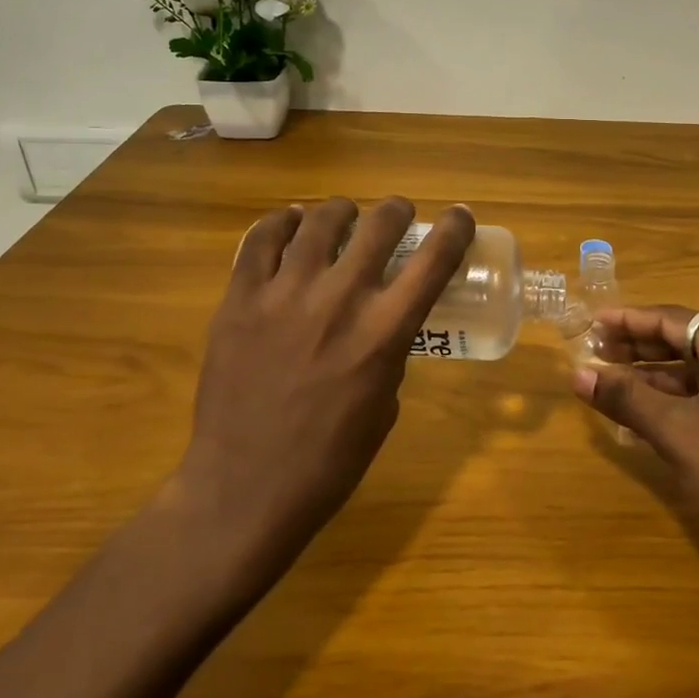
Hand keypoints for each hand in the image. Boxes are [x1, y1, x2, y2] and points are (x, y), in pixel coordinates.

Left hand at [173, 197, 474, 583]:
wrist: (245, 487)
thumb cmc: (329, 460)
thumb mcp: (384, 405)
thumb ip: (390, 353)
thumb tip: (382, 322)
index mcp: (383, 333)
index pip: (433, 260)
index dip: (454, 229)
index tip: (459, 216)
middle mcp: (339, 300)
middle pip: (379, 225)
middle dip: (397, 210)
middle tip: (397, 213)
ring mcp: (284, 294)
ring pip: (320, 222)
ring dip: (342, 211)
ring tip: (343, 215)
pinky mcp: (239, 299)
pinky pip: (261, 240)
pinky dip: (283, 222)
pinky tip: (291, 222)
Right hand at [573, 305, 698, 579]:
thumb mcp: (674, 431)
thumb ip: (624, 396)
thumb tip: (576, 376)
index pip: (676, 320)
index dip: (629, 322)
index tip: (593, 322)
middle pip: (693, 342)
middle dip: (643, 349)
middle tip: (597, 353)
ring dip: (663, 376)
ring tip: (616, 381)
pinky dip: (690, 398)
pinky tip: (655, 410)